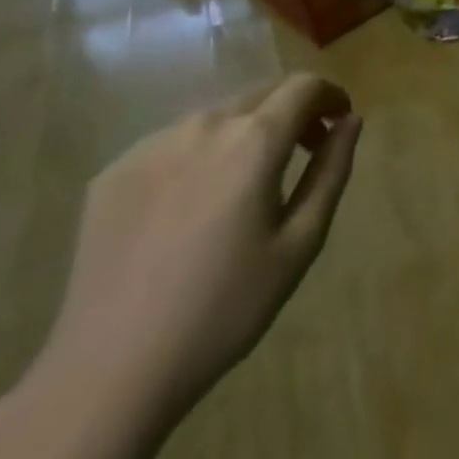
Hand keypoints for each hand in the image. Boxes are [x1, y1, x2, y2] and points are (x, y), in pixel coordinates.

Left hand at [30, 74, 359, 429]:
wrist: (108, 372)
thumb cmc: (225, 308)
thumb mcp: (300, 242)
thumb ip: (331, 170)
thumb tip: (350, 121)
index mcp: (253, 140)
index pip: (305, 86)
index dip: (331, 96)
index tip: (340, 123)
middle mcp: (202, 126)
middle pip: (262, 92)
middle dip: (294, 110)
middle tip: (305, 152)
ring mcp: (150, 147)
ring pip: (217, 114)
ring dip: (248, 129)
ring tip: (249, 180)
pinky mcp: (112, 173)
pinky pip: (174, 142)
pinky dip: (202, 152)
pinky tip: (196, 204)